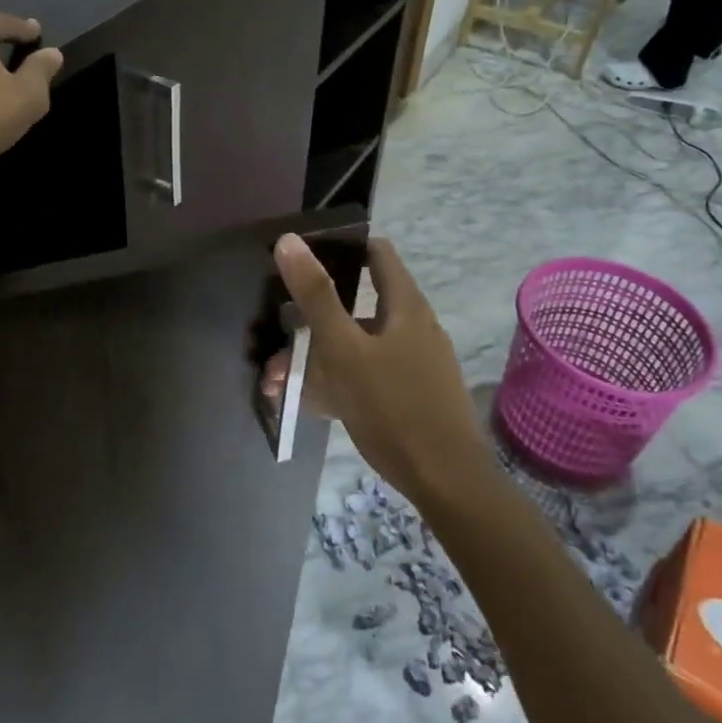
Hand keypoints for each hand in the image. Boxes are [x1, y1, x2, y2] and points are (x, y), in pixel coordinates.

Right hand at [273, 234, 489, 505]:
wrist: (446, 483)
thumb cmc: (393, 407)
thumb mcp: (343, 349)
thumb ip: (316, 295)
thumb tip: (289, 239)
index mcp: (405, 306)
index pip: (376, 254)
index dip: (341, 247)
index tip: (302, 257)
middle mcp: (412, 327)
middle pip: (356, 305)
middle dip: (311, 319)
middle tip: (276, 334)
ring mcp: (413, 364)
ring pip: (356, 346)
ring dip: (315, 357)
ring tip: (275, 381)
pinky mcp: (409, 396)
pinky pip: (365, 377)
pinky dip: (335, 382)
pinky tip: (305, 404)